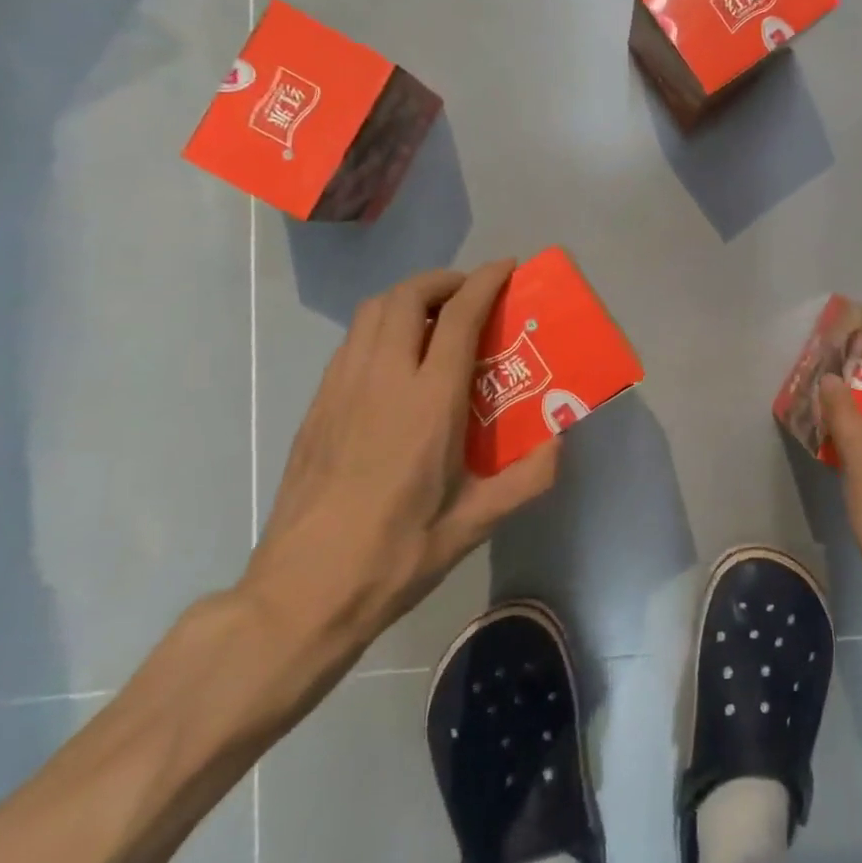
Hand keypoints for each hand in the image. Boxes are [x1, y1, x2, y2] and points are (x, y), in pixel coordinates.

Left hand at [241, 261, 558, 679]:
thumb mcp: (474, 525)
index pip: (457, 317)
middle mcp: (382, 381)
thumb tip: (560, 440)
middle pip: (407, 297)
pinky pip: (352, 342)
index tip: (507, 268)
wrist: (301, 594)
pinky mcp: (317, 407)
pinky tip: (395, 360)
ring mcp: (341, 390)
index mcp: (428, 403)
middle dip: (443, 281)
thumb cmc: (396, 557)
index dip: (485, 283)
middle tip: (471, 294)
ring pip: (372, 313)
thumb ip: (527, 479)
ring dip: (408, 298)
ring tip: (435, 318)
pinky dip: (380, 326)